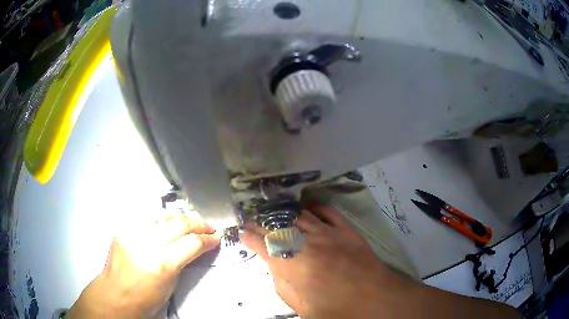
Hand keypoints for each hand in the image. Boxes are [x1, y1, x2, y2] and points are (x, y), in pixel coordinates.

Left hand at [67, 213, 219, 317]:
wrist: (115, 295)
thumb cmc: (146, 298)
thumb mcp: (171, 284)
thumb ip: (183, 262)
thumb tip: (195, 247)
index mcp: (162, 264)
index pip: (192, 243)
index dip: (208, 239)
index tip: (216, 237)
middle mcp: (146, 243)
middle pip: (179, 223)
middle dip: (198, 223)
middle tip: (208, 226)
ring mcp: (132, 233)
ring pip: (162, 214)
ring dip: (179, 218)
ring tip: (187, 224)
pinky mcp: (122, 229)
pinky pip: (145, 218)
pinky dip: (159, 219)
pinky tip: (164, 224)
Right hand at [241, 205, 415, 317]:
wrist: (372, 299)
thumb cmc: (334, 309)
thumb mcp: (298, 305)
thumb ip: (281, 283)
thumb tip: (275, 266)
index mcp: (291, 264)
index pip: (262, 245)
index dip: (249, 237)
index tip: (241, 232)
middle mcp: (305, 243)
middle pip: (277, 227)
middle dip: (261, 223)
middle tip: (252, 218)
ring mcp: (327, 233)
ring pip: (299, 216)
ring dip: (284, 213)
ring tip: (273, 210)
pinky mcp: (346, 230)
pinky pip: (327, 212)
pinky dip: (315, 207)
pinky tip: (307, 206)